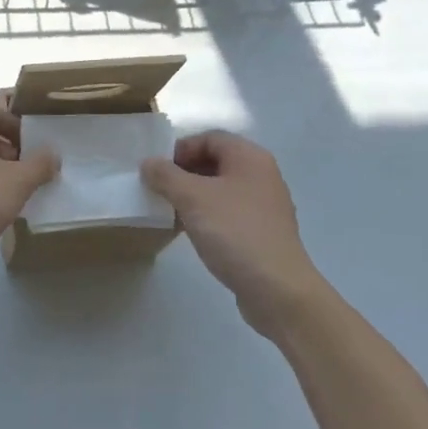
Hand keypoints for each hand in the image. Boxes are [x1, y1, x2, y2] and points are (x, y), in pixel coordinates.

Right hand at [142, 131, 320, 336]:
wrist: (278, 290)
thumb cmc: (235, 232)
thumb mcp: (192, 199)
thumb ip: (166, 176)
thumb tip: (148, 163)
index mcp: (250, 157)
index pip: (209, 138)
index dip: (180, 149)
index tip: (158, 171)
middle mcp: (261, 175)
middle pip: (215, 161)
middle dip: (184, 173)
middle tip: (160, 190)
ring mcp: (265, 205)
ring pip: (220, 189)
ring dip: (193, 196)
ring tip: (170, 212)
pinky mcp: (263, 232)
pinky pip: (229, 212)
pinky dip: (207, 216)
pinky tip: (191, 232)